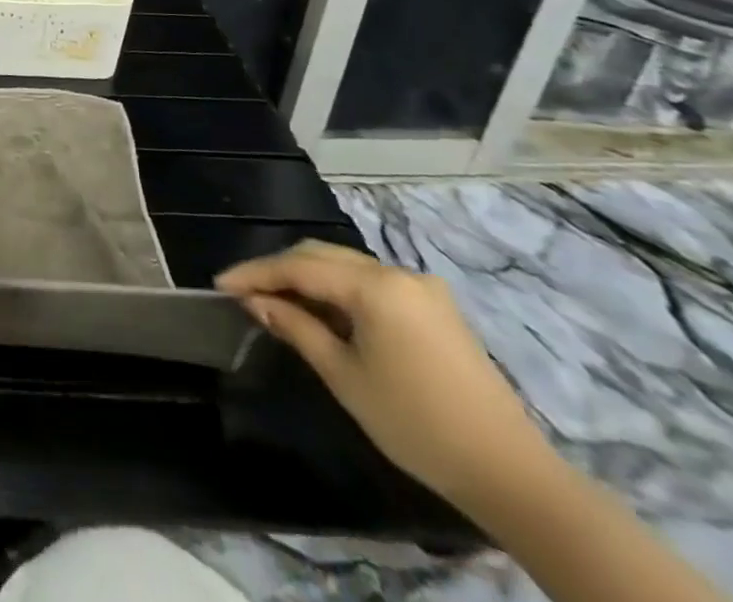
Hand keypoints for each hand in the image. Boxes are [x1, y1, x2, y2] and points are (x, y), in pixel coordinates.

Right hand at [216, 240, 555, 509]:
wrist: (513, 476)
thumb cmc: (416, 424)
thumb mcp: (343, 376)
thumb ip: (295, 327)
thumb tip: (256, 302)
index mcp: (376, 286)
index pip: (298, 266)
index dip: (255, 273)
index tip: (220, 284)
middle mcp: (398, 274)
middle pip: (322, 256)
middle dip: (279, 270)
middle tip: (244, 291)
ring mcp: (422, 289)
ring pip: (346, 267)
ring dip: (308, 278)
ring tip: (275, 300)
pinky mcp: (436, 309)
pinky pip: (371, 284)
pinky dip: (339, 290)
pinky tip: (321, 311)